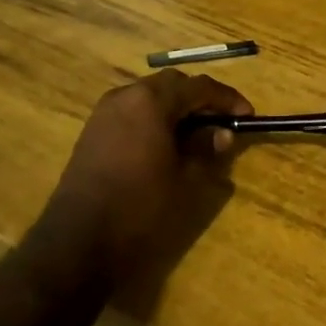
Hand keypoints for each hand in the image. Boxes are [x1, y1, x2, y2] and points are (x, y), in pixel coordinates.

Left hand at [48, 71, 251, 286]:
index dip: (227, 98)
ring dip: (176, 108)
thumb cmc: (140, 206)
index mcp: (151, 101)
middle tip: (223, 122)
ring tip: (197, 134)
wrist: (78, 240)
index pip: (199, 87)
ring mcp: (104, 112)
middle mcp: (125, 95)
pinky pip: (132, 112)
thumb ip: (207, 149)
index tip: (247, 115)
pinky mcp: (93, 131)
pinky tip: (166, 144)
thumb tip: (222, 133)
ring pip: (150, 96)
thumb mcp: (186, 179)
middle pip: (172, 85)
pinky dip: (154, 119)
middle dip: (200, 99)